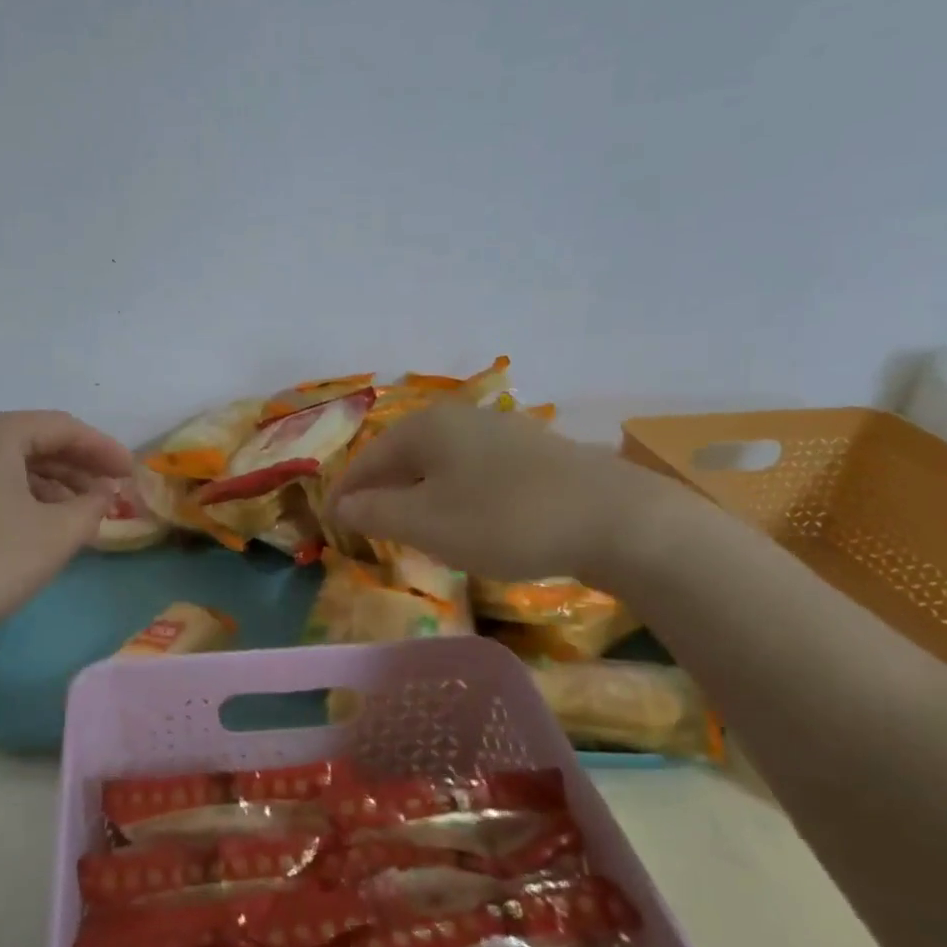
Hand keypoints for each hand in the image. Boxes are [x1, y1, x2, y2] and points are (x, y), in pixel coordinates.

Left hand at [0, 410, 131, 652]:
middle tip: (109, 495)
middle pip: (31, 442)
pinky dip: (16, 498)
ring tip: (77, 516)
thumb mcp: (55, 536)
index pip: (62, 427)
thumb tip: (102, 493)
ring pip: (5, 465)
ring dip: (47, 486)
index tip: (132, 474)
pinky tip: (33, 527)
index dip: (103, 449)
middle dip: (76, 468)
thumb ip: (91, 507)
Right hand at [327, 404, 685, 586]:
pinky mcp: (533, 454)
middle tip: (367, 528)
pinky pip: (472, 472)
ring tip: (410, 528)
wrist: (615, 520)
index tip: (331, 525)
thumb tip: (341, 506)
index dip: (345, 494)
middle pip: (402, 457)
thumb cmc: (503, 519)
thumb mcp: (425, 523)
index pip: (366, 459)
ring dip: (417, 495)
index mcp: (425, 427)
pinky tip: (465, 520)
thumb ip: (374, 513)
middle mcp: (459, 418)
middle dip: (380, 492)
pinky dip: (453, 495)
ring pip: (439, 464)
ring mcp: (501, 431)